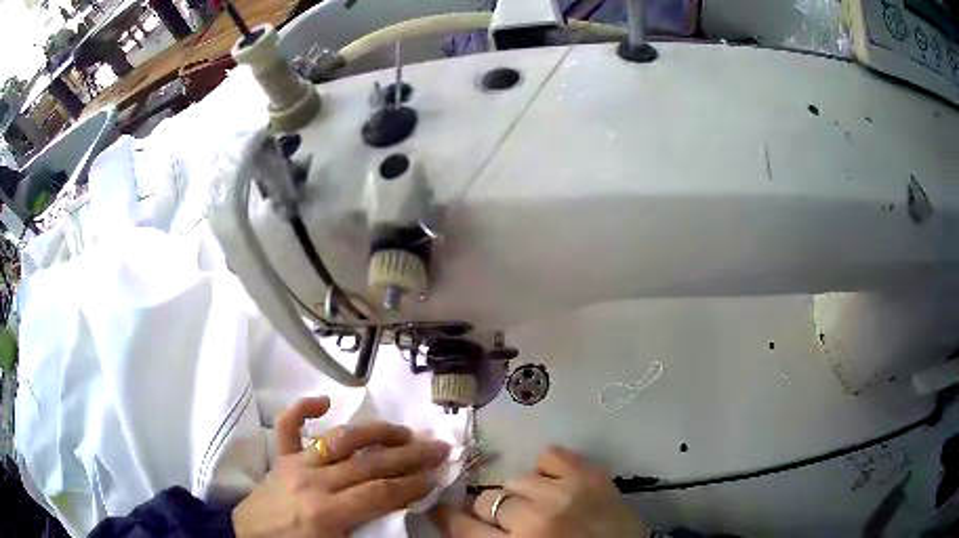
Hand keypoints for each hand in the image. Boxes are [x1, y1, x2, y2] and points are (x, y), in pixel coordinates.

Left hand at [232, 396, 449, 537]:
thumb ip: (369, 534)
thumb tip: (401, 516)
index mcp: (327, 512)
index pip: (381, 493)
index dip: (413, 484)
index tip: (437, 475)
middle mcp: (313, 482)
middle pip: (369, 464)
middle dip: (408, 455)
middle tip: (437, 446)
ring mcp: (294, 465)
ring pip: (339, 440)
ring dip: (374, 433)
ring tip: (402, 430)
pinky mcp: (280, 458)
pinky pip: (288, 426)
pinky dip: (303, 409)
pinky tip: (324, 400)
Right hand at [430, 446, 646, 536]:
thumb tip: (463, 524)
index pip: (463, 527)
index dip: (449, 518)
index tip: (444, 512)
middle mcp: (535, 518)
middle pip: (487, 500)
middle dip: (491, 512)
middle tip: (509, 522)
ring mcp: (565, 492)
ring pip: (516, 480)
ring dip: (521, 495)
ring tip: (538, 507)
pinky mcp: (591, 475)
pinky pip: (551, 454)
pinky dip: (547, 468)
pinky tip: (555, 483)